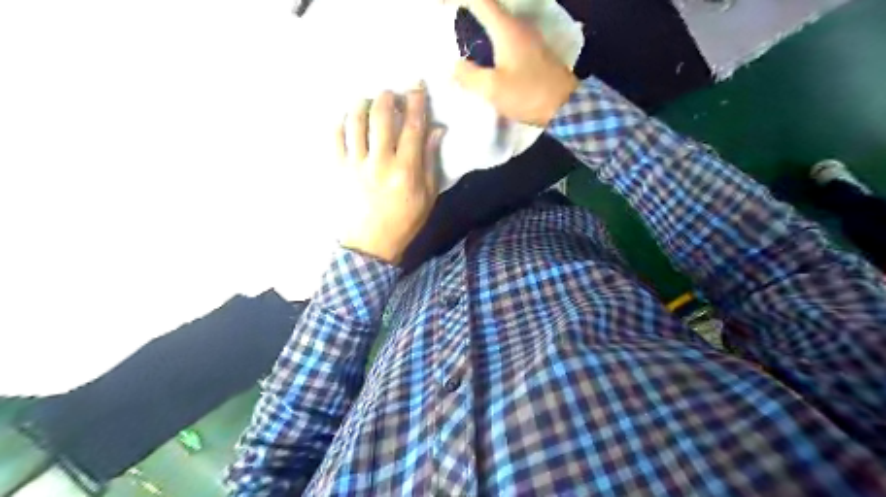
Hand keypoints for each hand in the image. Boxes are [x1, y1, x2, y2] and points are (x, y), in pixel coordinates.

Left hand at [337, 85, 442, 264]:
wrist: (369, 245)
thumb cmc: (403, 222)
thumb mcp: (427, 197)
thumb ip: (430, 161)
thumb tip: (436, 130)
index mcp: (405, 170)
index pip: (412, 126)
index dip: (416, 101)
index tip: (417, 86)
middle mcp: (379, 162)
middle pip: (380, 116)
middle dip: (387, 96)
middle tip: (390, 93)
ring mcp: (354, 164)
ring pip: (354, 121)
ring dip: (362, 104)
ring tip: (368, 102)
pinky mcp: (336, 169)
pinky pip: (334, 136)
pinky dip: (340, 122)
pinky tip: (347, 120)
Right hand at [452, 0, 582, 124]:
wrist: (564, 106)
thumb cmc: (528, 94)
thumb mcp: (492, 88)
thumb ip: (469, 75)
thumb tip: (455, 67)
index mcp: (506, 29)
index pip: (480, 1)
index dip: (459, 1)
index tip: (442, 7)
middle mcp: (518, 27)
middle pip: (488, 10)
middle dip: (468, 16)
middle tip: (450, 31)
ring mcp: (528, 39)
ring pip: (497, 26)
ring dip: (479, 32)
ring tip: (462, 48)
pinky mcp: (533, 53)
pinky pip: (505, 40)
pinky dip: (491, 44)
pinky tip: (484, 62)